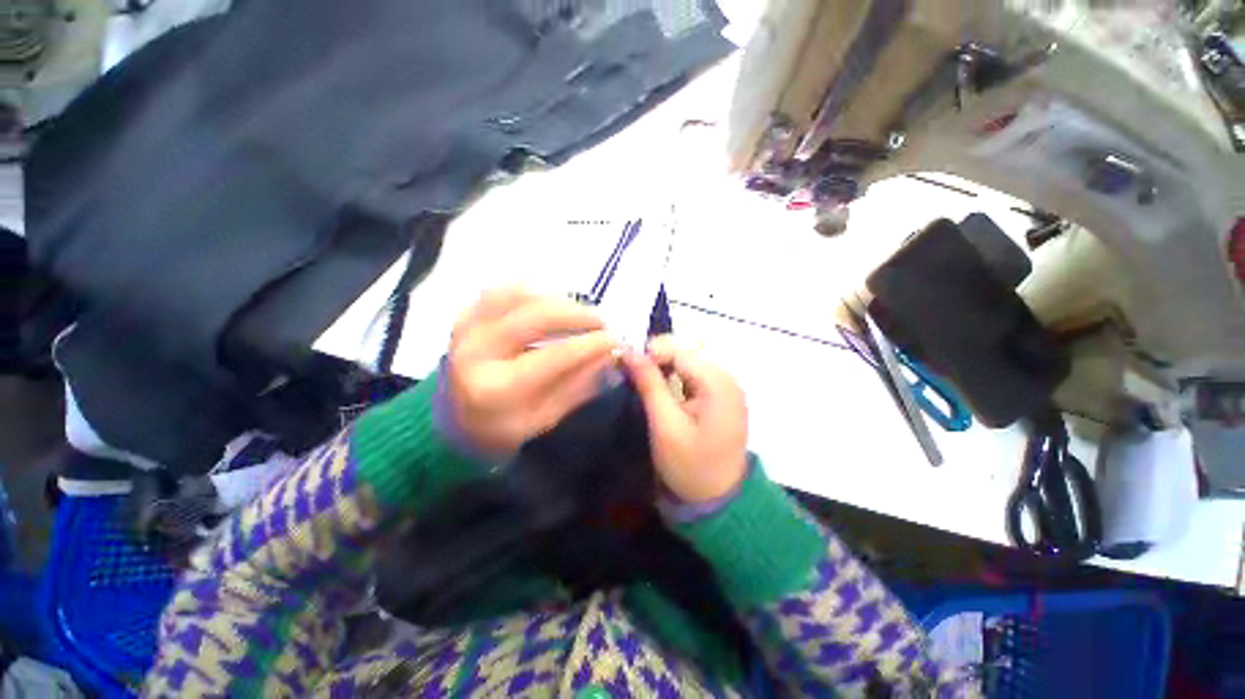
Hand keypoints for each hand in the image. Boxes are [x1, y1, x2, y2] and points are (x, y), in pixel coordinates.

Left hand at [448, 288, 617, 457]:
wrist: (451, 422)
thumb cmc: (501, 428)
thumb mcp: (544, 419)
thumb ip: (577, 387)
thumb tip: (611, 358)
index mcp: (497, 389)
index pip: (554, 357)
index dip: (590, 344)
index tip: (616, 339)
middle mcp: (477, 353)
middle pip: (535, 317)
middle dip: (576, 314)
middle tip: (601, 321)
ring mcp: (465, 330)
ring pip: (517, 296)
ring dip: (556, 299)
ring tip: (579, 311)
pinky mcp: (463, 317)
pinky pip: (497, 291)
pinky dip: (526, 289)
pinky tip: (547, 296)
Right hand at [623, 336, 747, 502]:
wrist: (719, 500)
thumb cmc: (690, 466)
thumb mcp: (665, 425)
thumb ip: (649, 384)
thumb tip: (630, 352)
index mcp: (718, 384)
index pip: (681, 351)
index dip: (652, 352)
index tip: (627, 365)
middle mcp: (728, 378)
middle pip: (687, 352)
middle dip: (658, 358)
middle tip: (633, 373)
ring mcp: (727, 387)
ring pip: (690, 361)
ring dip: (665, 366)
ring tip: (644, 380)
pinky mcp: (722, 396)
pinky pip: (695, 374)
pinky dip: (676, 376)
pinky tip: (662, 388)